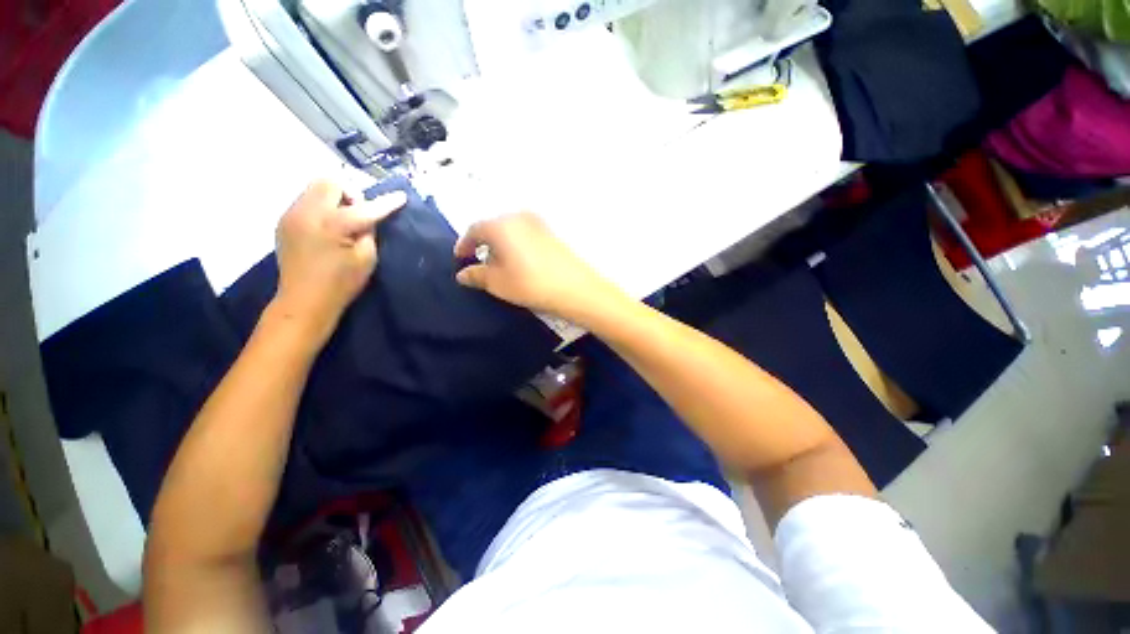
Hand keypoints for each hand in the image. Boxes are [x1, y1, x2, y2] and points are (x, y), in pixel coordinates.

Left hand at [273, 179, 405, 343]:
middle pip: (330, 182)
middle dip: (350, 192)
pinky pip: (306, 200)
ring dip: (334, 198)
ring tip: (342, 220)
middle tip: (359, 213)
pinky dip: (322, 206)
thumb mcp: (367, 259)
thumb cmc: (341, 284)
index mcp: (332, 224)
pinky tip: (327, 227)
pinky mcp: (284, 221)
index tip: (402, 196)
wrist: (303, 300)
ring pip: (315, 188)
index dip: (386, 202)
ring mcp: (291, 214)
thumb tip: (367, 217)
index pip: (365, 207)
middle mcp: (307, 212)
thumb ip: (368, 232)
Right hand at [453, 212, 621, 321]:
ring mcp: (538, 223)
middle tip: (479, 261)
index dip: (465, 244)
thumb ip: (476, 275)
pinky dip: (517, 244)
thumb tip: (463, 273)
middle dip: (483, 243)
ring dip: (501, 244)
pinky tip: (520, 261)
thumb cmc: (530, 284)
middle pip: (493, 227)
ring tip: (500, 264)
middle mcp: (519, 217)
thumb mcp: (497, 282)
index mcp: (501, 225)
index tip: (460, 257)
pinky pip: (526, 234)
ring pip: (511, 230)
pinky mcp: (551, 233)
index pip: (475, 230)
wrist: (575, 288)